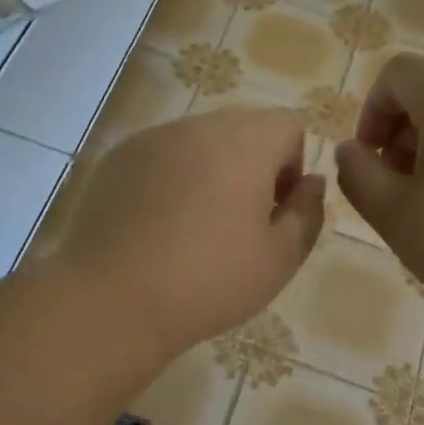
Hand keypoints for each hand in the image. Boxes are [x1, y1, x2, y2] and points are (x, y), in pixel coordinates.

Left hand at [53, 108, 324, 351]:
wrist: (112, 299)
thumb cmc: (208, 281)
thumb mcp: (279, 259)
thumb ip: (308, 212)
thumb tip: (311, 182)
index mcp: (244, 142)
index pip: (287, 125)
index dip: (291, 166)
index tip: (275, 210)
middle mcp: (198, 126)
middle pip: (242, 129)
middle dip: (252, 166)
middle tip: (238, 223)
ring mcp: (152, 139)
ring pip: (198, 142)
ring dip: (209, 171)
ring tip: (193, 227)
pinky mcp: (117, 159)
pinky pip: (160, 156)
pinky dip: (169, 179)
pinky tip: (155, 226)